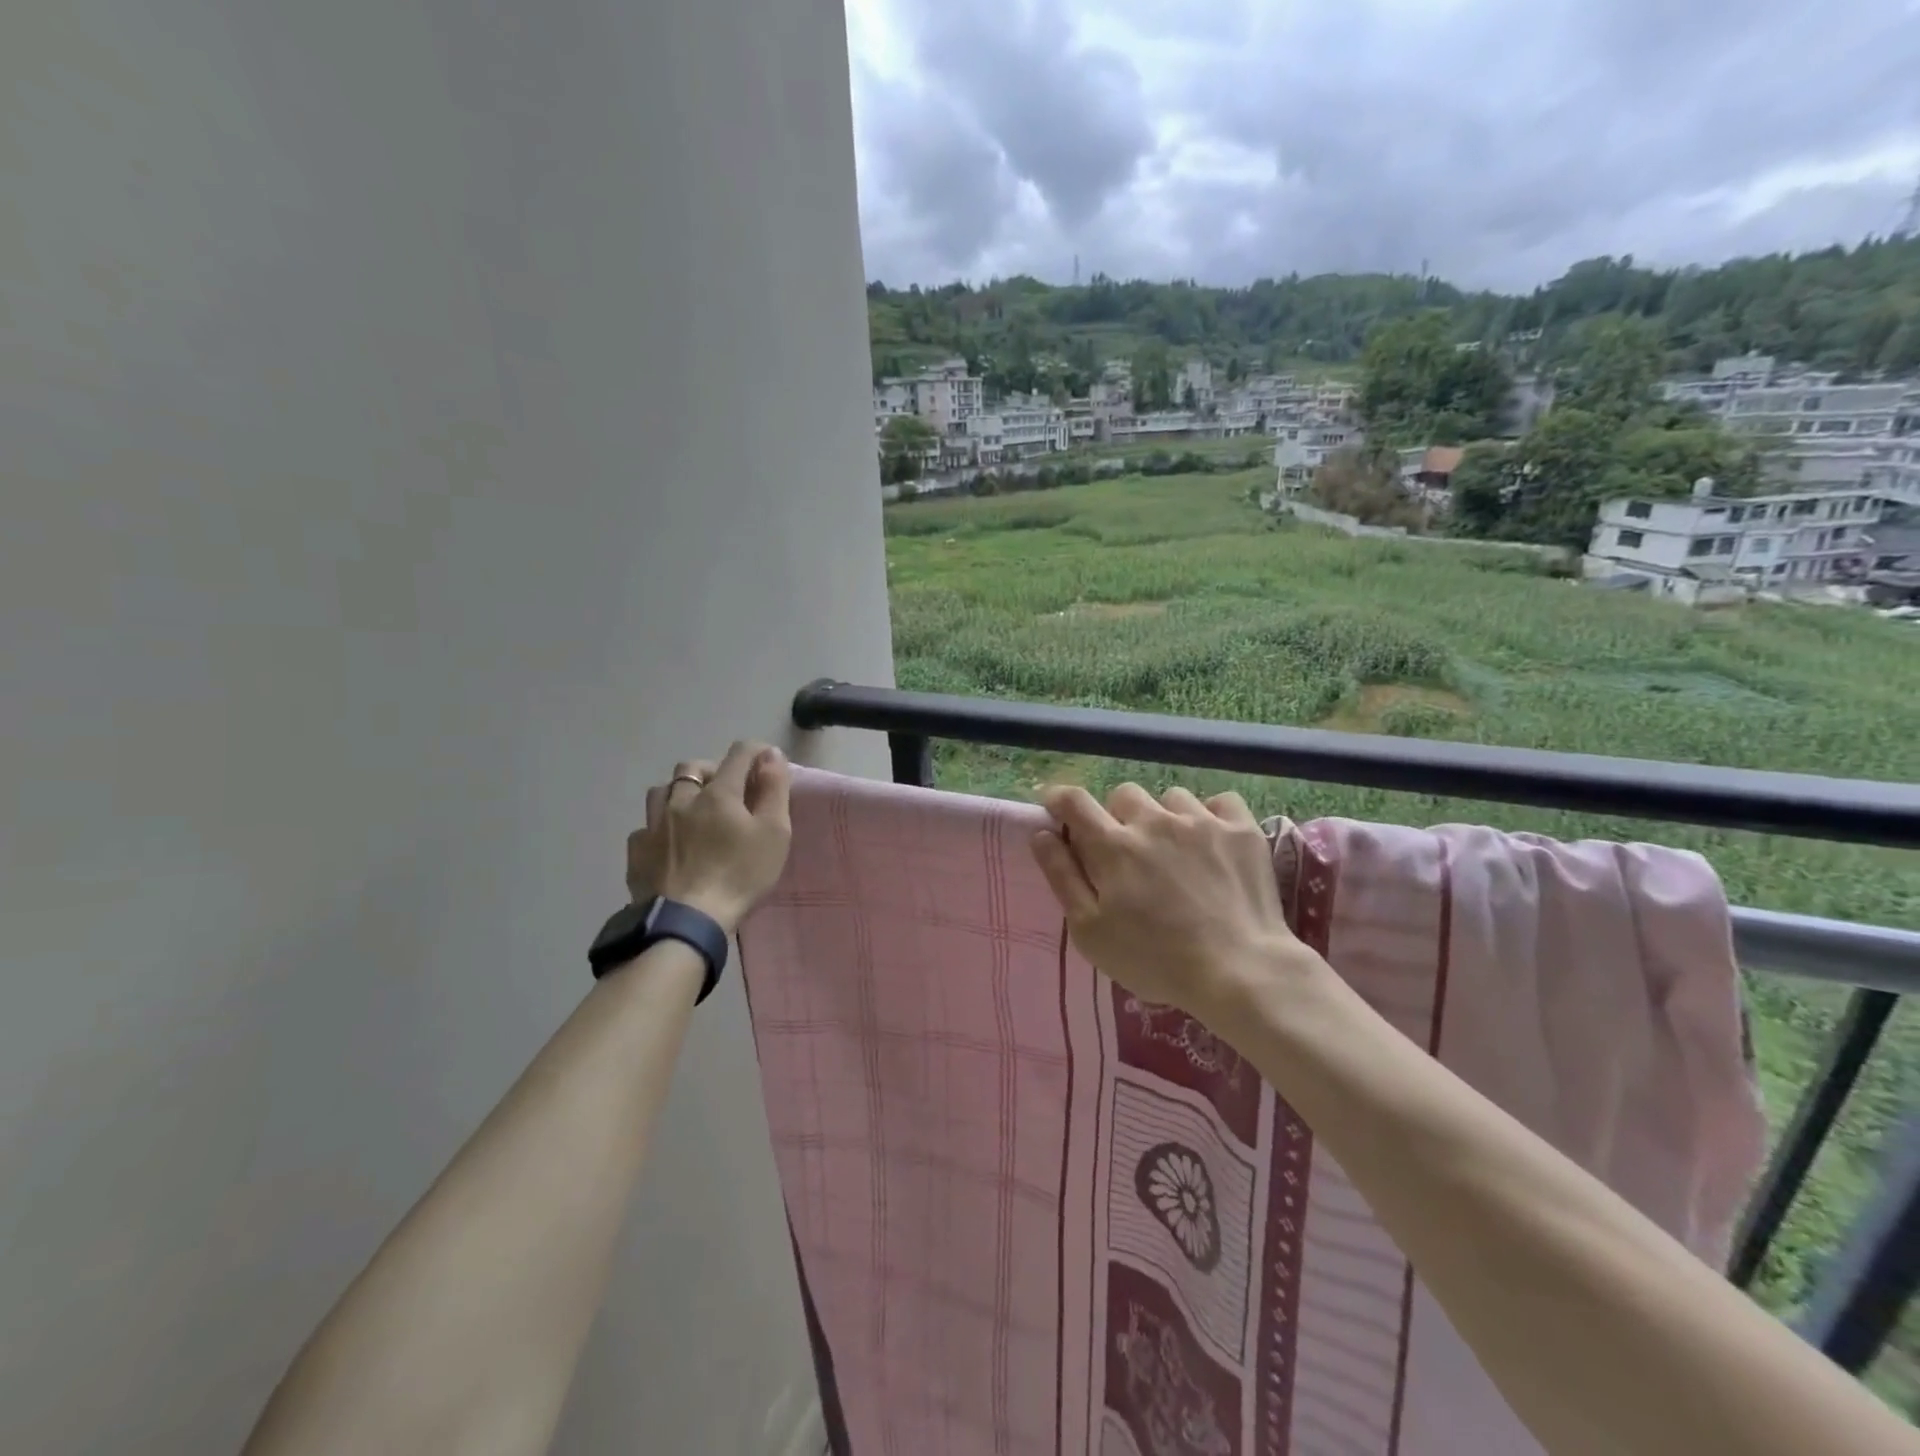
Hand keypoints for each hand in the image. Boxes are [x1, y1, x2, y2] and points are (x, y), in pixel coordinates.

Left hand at [627, 742, 792, 933]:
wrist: (686, 921)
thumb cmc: (739, 875)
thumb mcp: (774, 833)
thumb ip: (774, 789)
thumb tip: (770, 754)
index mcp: (719, 793)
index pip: (739, 754)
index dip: (756, 751)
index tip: (767, 760)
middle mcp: (682, 799)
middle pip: (692, 767)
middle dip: (712, 770)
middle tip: (728, 790)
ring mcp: (654, 825)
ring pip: (662, 791)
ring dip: (679, 793)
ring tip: (693, 811)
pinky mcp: (637, 852)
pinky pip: (645, 826)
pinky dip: (659, 827)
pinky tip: (668, 843)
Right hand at [1030, 782, 1319, 1023]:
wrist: (1240, 971)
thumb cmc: (1155, 960)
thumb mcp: (1091, 931)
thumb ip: (1062, 876)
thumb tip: (1041, 833)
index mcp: (1113, 845)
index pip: (1074, 801)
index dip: (1059, 799)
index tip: (1057, 809)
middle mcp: (1153, 821)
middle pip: (1123, 795)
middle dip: (1118, 816)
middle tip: (1128, 852)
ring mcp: (1201, 821)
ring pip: (1171, 797)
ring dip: (1165, 817)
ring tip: (1176, 851)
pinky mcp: (1241, 829)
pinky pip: (1219, 802)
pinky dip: (1212, 816)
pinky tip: (1214, 843)